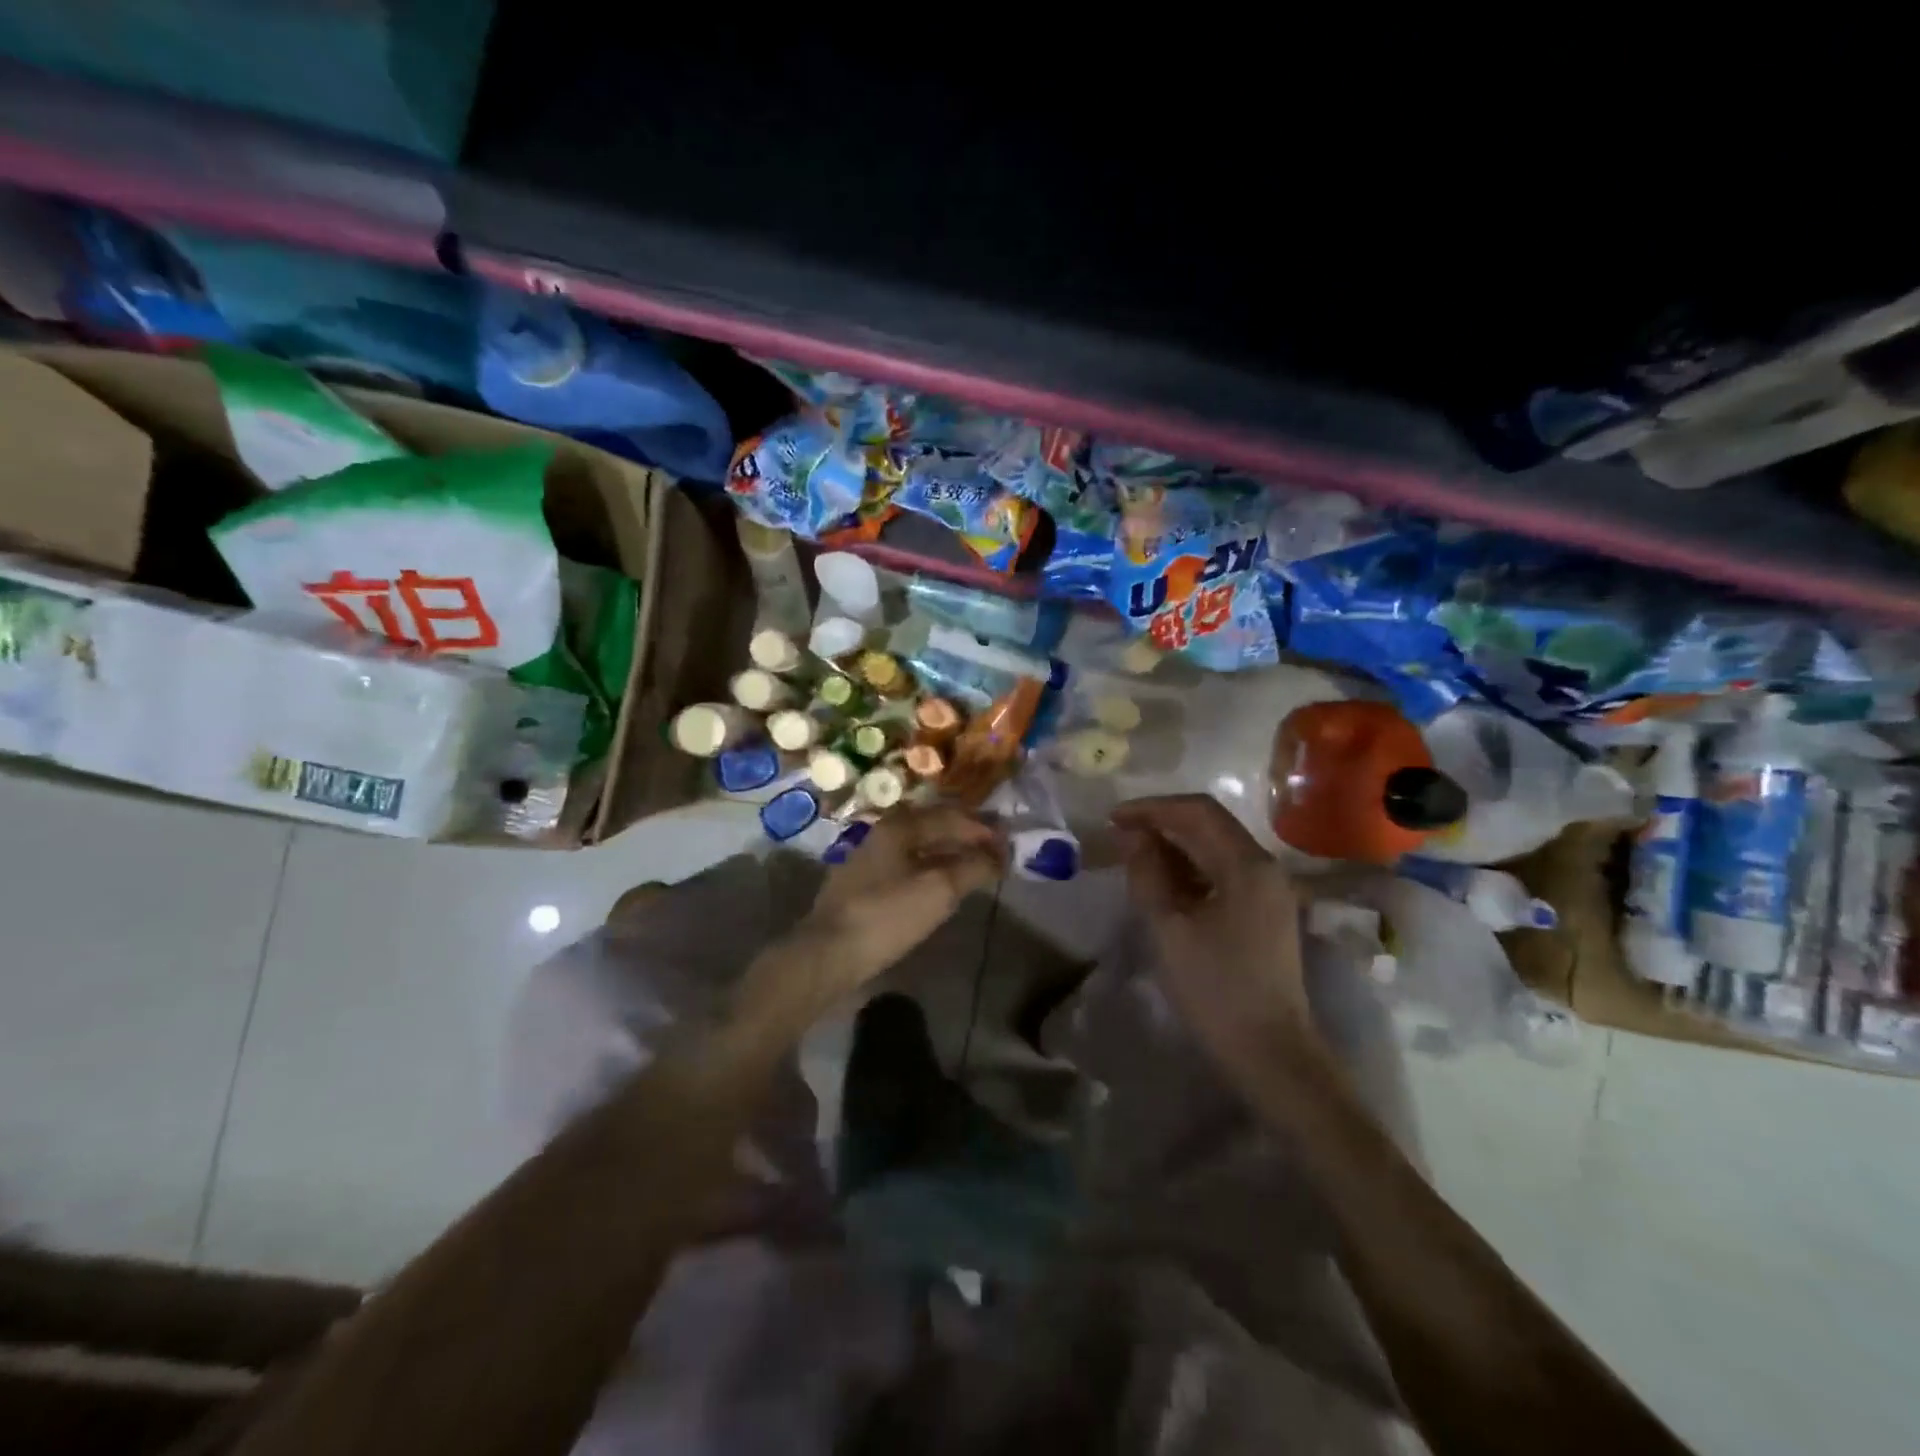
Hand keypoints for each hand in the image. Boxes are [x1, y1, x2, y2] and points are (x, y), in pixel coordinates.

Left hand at [796, 805, 1006, 996]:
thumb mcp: (939, 890)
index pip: (951, 816)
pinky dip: (932, 869)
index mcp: (899, 826)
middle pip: (933, 826)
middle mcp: (883, 834)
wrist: (828, 954)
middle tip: (995, 850)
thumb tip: (1000, 854)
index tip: (1009, 840)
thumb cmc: (887, 915)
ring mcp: (870, 860)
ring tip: (975, 867)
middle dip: (966, 836)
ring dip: (949, 853)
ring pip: (919, 847)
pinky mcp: (863, 886)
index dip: (982, 828)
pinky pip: (907, 866)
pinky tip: (941, 886)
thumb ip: (973, 867)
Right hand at [1111, 795, 1313, 1064]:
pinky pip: (1223, 872)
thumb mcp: (1169, 928)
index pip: (1197, 811)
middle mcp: (1265, 867)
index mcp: (1247, 865)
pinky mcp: (1264, 912)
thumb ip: (1148, 873)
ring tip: (1134, 858)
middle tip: (1119, 835)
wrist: (1270, 1052)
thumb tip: (1132, 835)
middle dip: (1162, 823)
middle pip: (1210, 825)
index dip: (1152, 808)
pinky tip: (1163, 884)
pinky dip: (1190, 869)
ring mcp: (1269, 890)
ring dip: (1175, 846)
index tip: (1113, 819)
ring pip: (1216, 848)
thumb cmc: (1215, 989)